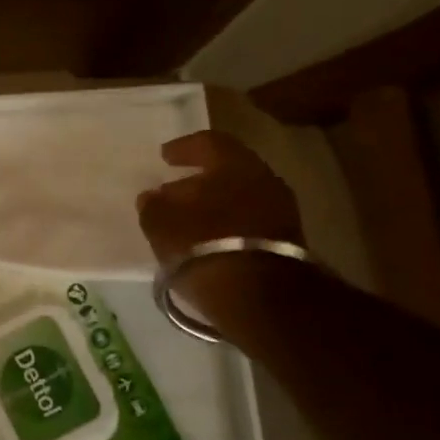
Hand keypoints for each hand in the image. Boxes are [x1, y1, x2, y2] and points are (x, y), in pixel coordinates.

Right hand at [136, 130, 302, 271]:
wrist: (259, 297)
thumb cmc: (202, 245)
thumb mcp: (160, 224)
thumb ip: (153, 205)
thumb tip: (152, 197)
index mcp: (233, 163)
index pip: (207, 142)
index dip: (183, 148)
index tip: (165, 157)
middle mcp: (263, 178)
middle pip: (227, 171)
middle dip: (200, 180)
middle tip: (175, 192)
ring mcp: (281, 210)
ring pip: (241, 197)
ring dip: (215, 205)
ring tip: (190, 220)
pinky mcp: (287, 242)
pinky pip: (250, 221)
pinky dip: (229, 225)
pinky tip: (210, 239)